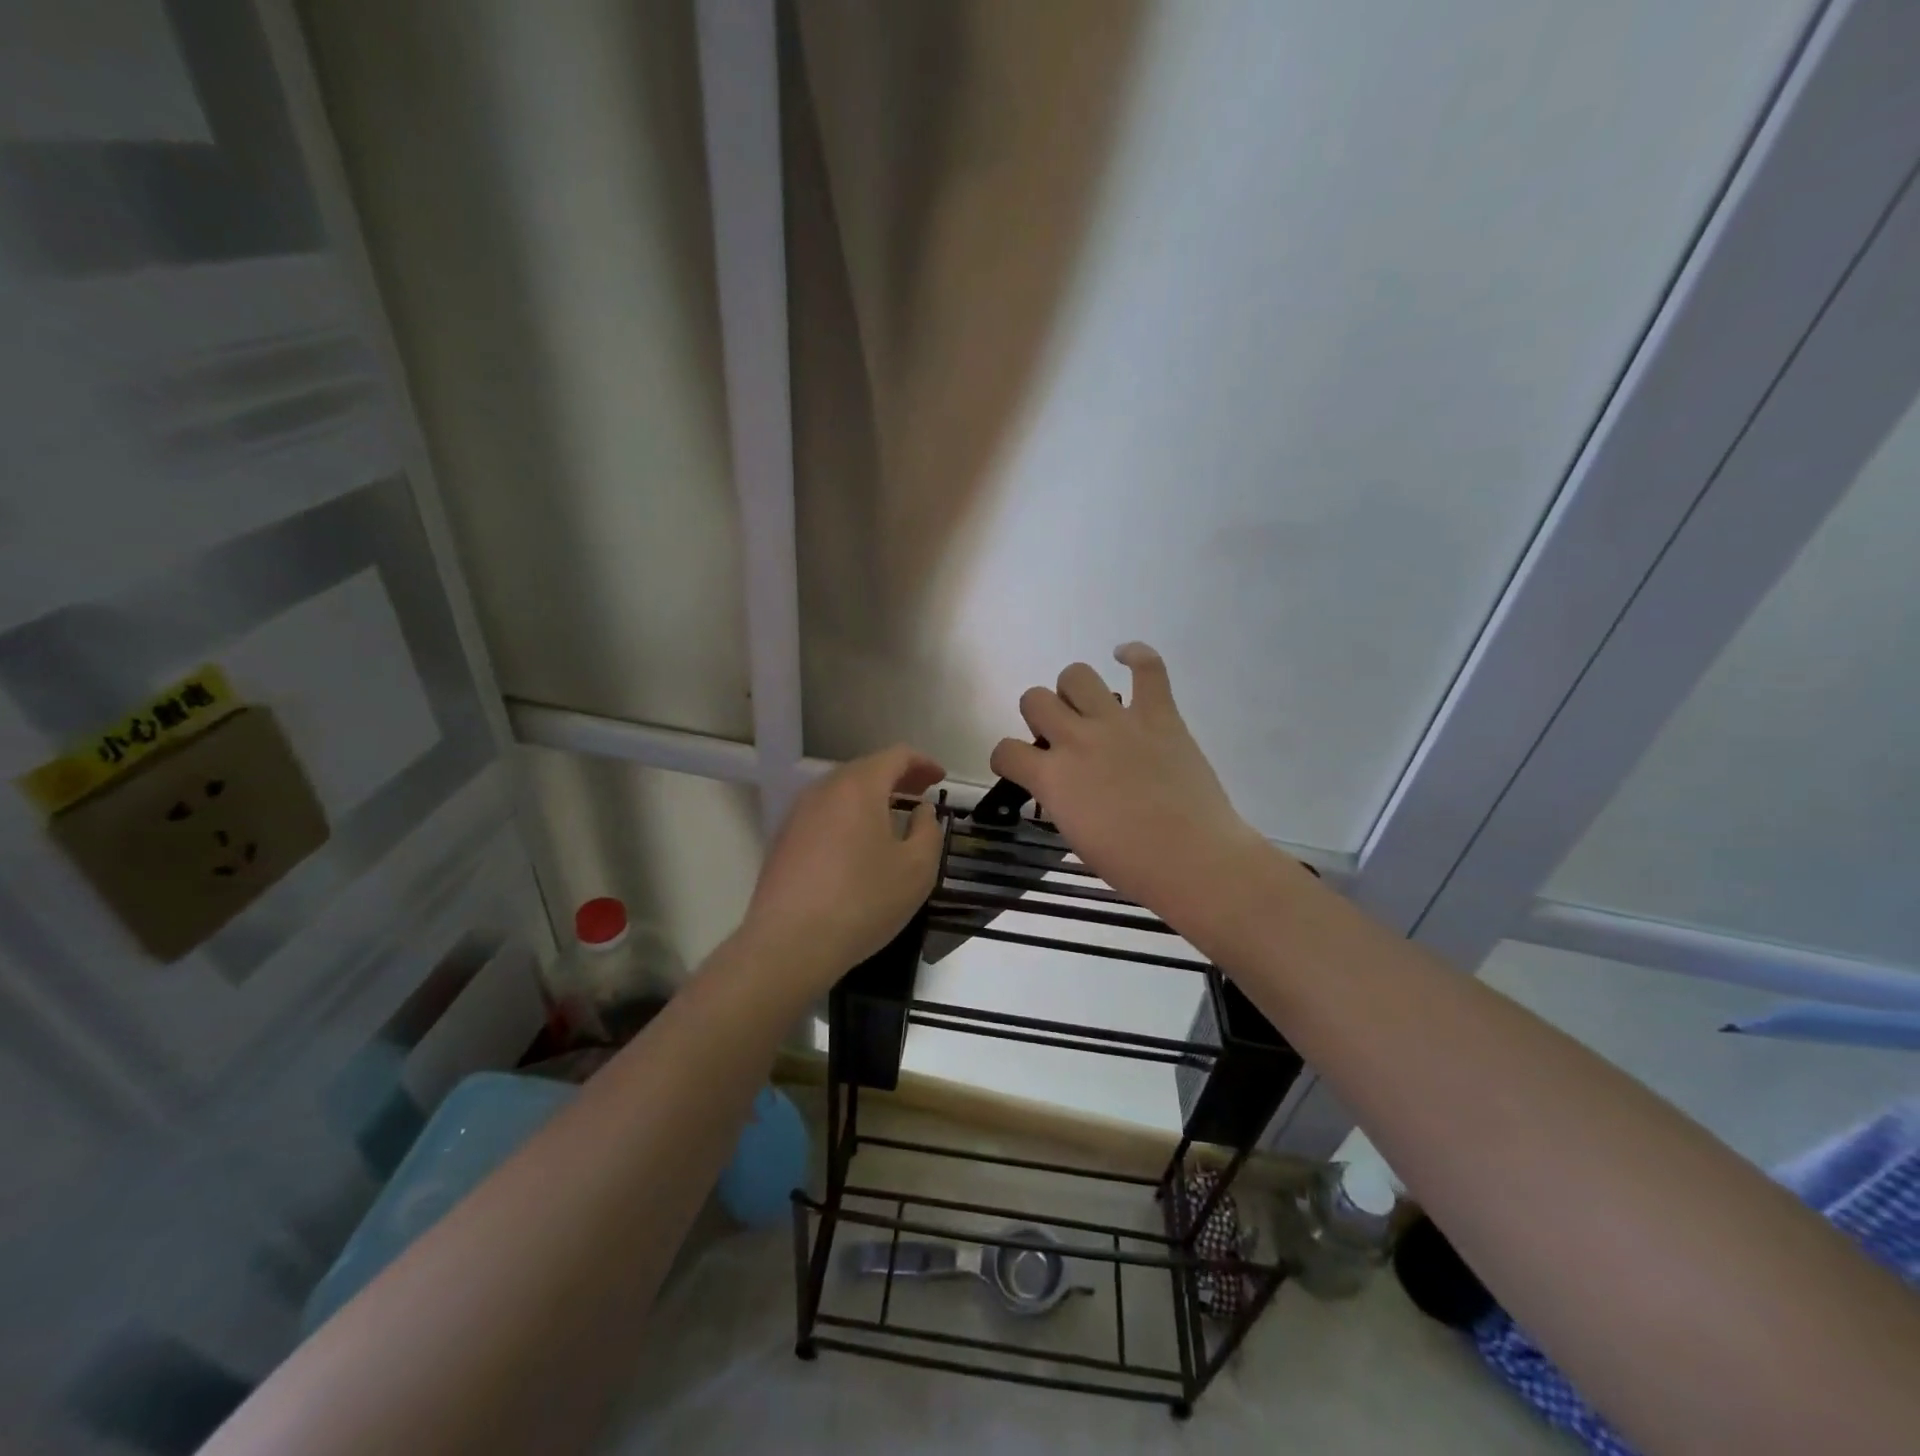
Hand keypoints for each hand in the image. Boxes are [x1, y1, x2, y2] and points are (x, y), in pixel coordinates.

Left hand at [741, 745, 945, 992]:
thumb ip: (928, 830)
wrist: (789, 944)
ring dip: (871, 798)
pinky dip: (849, 816)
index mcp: (859, 786)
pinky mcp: (783, 840)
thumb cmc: (863, 901)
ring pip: (841, 792)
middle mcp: (824, 790)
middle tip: (921, 795)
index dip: (923, 763)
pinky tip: (858, 845)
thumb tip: (922, 811)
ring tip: (893, 818)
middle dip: (897, 778)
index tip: (940, 778)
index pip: (896, 756)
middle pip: (865, 770)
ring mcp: (798, 814)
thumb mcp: (917, 869)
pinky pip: (824, 814)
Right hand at [990, 644, 1299, 927]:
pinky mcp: (1159, 715)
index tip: (1020, 767)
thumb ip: (1061, 800)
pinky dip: (1136, 656)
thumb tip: (1063, 786)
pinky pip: (1147, 668)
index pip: (1005, 750)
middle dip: (1039, 716)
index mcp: (1052, 778)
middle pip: (1034, 699)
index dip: (1006, 758)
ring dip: (1073, 690)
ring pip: (1076, 675)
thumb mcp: (1076, 837)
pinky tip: (1125, 657)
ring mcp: (1118, 722)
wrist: (1193, 860)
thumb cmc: (1132, 865)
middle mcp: (1076, 740)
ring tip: (1087, 708)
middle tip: (1060, 737)